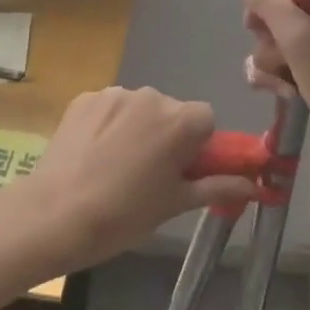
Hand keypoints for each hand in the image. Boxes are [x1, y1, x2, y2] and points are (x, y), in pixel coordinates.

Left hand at [25, 87, 255, 272]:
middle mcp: (151, 96)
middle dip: (167, 136)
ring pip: (139, 109)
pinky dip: (108, 125)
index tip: (181, 172)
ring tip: (114, 167)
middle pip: (172, 112)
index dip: (198, 147)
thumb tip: (255, 186)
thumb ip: (217, 186)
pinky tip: (93, 154)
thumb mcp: (175, 204)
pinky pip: (110, 108)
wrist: (54, 215)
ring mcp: (114, 93)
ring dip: (137, 129)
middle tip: (148, 175)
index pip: (206, 120)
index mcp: (180, 120)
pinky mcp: (84, 98)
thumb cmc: (124, 215)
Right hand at [238, 0, 309, 156]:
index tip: (256, 14)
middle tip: (274, 51)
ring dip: (271, 59)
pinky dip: (278, 73)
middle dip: (269, 33)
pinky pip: (287, 57)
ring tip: (280, 81)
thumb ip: (268, 1)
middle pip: (283, 3)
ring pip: (280, 34)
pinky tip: (280, 92)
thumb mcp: (299, 38)